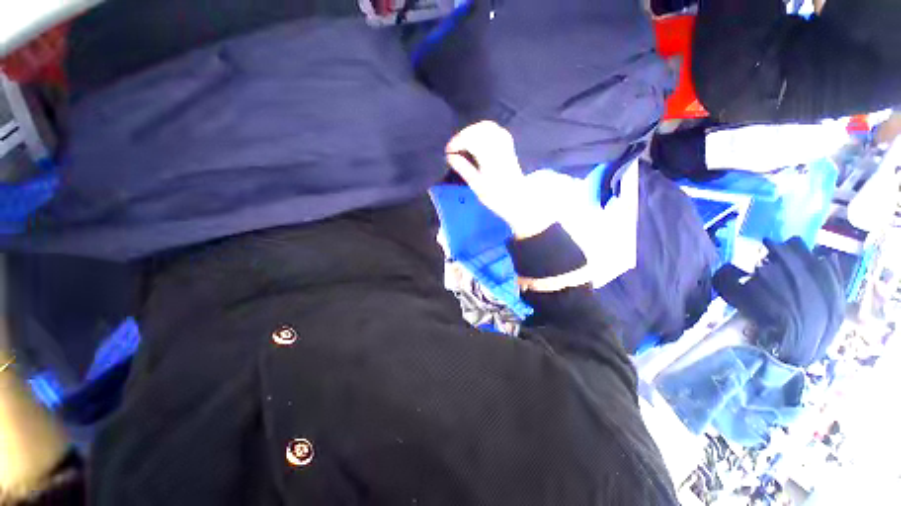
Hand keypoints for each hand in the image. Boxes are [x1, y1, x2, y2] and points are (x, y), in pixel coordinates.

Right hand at [445, 121, 553, 238]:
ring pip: (487, 126)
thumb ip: (463, 168)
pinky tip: (477, 139)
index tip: (448, 151)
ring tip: (463, 143)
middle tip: (454, 148)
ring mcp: (505, 145)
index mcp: (490, 158)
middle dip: (463, 135)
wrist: (517, 200)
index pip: (471, 139)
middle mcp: (499, 147)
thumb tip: (450, 157)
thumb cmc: (496, 197)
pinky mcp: (508, 146)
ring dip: (472, 131)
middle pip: (479, 130)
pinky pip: (495, 130)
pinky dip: (483, 131)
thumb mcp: (476, 185)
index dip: (457, 142)